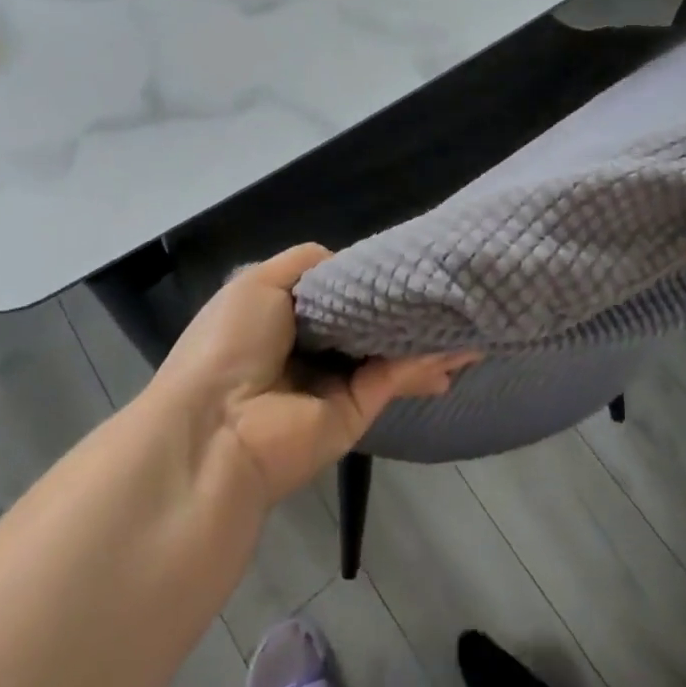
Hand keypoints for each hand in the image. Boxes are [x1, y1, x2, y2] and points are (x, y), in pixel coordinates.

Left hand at [151, 245, 478, 504]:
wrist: (217, 426)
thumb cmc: (230, 342)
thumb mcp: (260, 280)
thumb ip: (308, 261)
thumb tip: (349, 264)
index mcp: (283, 317)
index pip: (336, 292)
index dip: (367, 277)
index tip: (404, 259)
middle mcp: (311, 349)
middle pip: (367, 322)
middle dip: (402, 307)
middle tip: (444, 285)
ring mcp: (335, 383)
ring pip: (388, 350)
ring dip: (425, 335)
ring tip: (468, 317)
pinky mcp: (356, 412)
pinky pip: (394, 376)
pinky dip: (424, 360)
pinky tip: (460, 344)